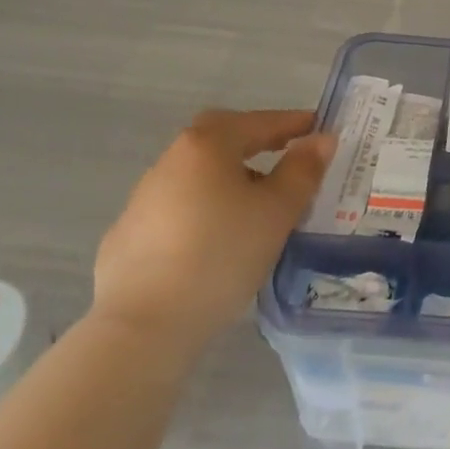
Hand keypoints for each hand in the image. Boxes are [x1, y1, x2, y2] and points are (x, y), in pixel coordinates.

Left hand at [92, 109, 333, 357]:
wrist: (142, 326)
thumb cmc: (221, 255)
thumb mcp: (277, 211)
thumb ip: (303, 170)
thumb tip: (321, 139)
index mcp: (207, 145)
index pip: (259, 121)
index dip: (293, 123)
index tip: (318, 128)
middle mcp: (171, 160)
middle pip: (222, 139)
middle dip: (256, 143)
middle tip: (285, 157)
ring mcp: (144, 198)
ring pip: (199, 174)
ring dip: (230, 178)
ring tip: (258, 206)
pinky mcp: (129, 235)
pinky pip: (179, 208)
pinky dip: (205, 210)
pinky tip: (217, 239)